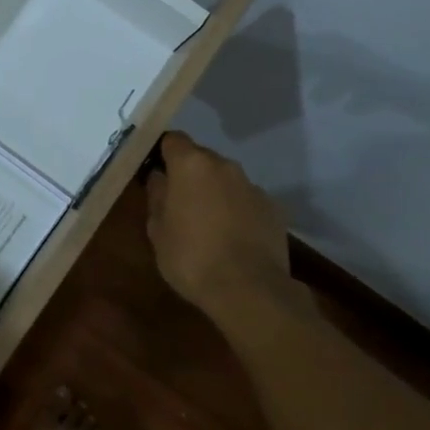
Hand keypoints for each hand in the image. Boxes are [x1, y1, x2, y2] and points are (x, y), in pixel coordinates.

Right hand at [145, 132, 293, 319]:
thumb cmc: (191, 257)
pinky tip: (233, 238)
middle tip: (179, 202)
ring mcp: (252, 186)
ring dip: (215, 192)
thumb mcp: (157, 230)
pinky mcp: (273, 208)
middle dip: (189, 174)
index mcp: (191, 165)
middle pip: (201, 158)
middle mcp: (224, 166)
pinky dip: (237, 210)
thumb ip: (156, 196)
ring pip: (225, 179)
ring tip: (208, 224)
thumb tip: (160, 178)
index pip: (173, 140)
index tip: (157, 172)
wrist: (249, 289)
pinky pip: (246, 200)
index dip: (163, 153)